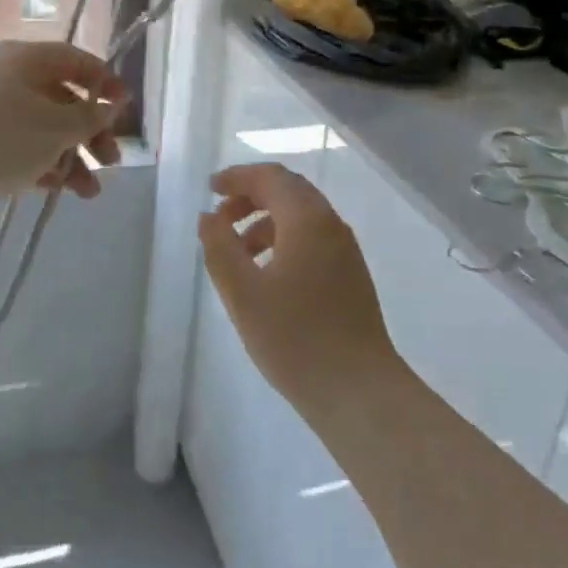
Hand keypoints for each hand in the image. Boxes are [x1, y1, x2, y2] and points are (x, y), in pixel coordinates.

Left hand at [0, 42, 127, 199]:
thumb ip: (92, 116)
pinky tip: (59, 190)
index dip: (106, 82)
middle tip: (111, 161)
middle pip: (62, 98)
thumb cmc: (2, 138)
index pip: (75, 60)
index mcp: (25, 59)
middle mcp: (5, 76)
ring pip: (42, 127)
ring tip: (89, 193)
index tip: (125, 107)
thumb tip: (111, 104)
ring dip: (71, 156)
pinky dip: (42, 163)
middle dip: (91, 132)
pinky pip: (18, 145)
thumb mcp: (58, 127)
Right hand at [198, 163, 401, 412]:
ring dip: (265, 221)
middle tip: (220, 217)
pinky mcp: (351, 275)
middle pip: (289, 191)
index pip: (271, 177)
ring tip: (237, 252)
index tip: (210, 189)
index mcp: (307, 220)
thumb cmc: (295, 339)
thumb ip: (220, 248)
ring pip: (301, 217)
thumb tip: (209, 216)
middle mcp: (331, 225)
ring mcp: (345, 250)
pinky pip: (313, 239)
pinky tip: (266, 274)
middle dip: (251, 196)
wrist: (359, 390)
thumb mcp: (243, 293)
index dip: (238, 177)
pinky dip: (283, 240)